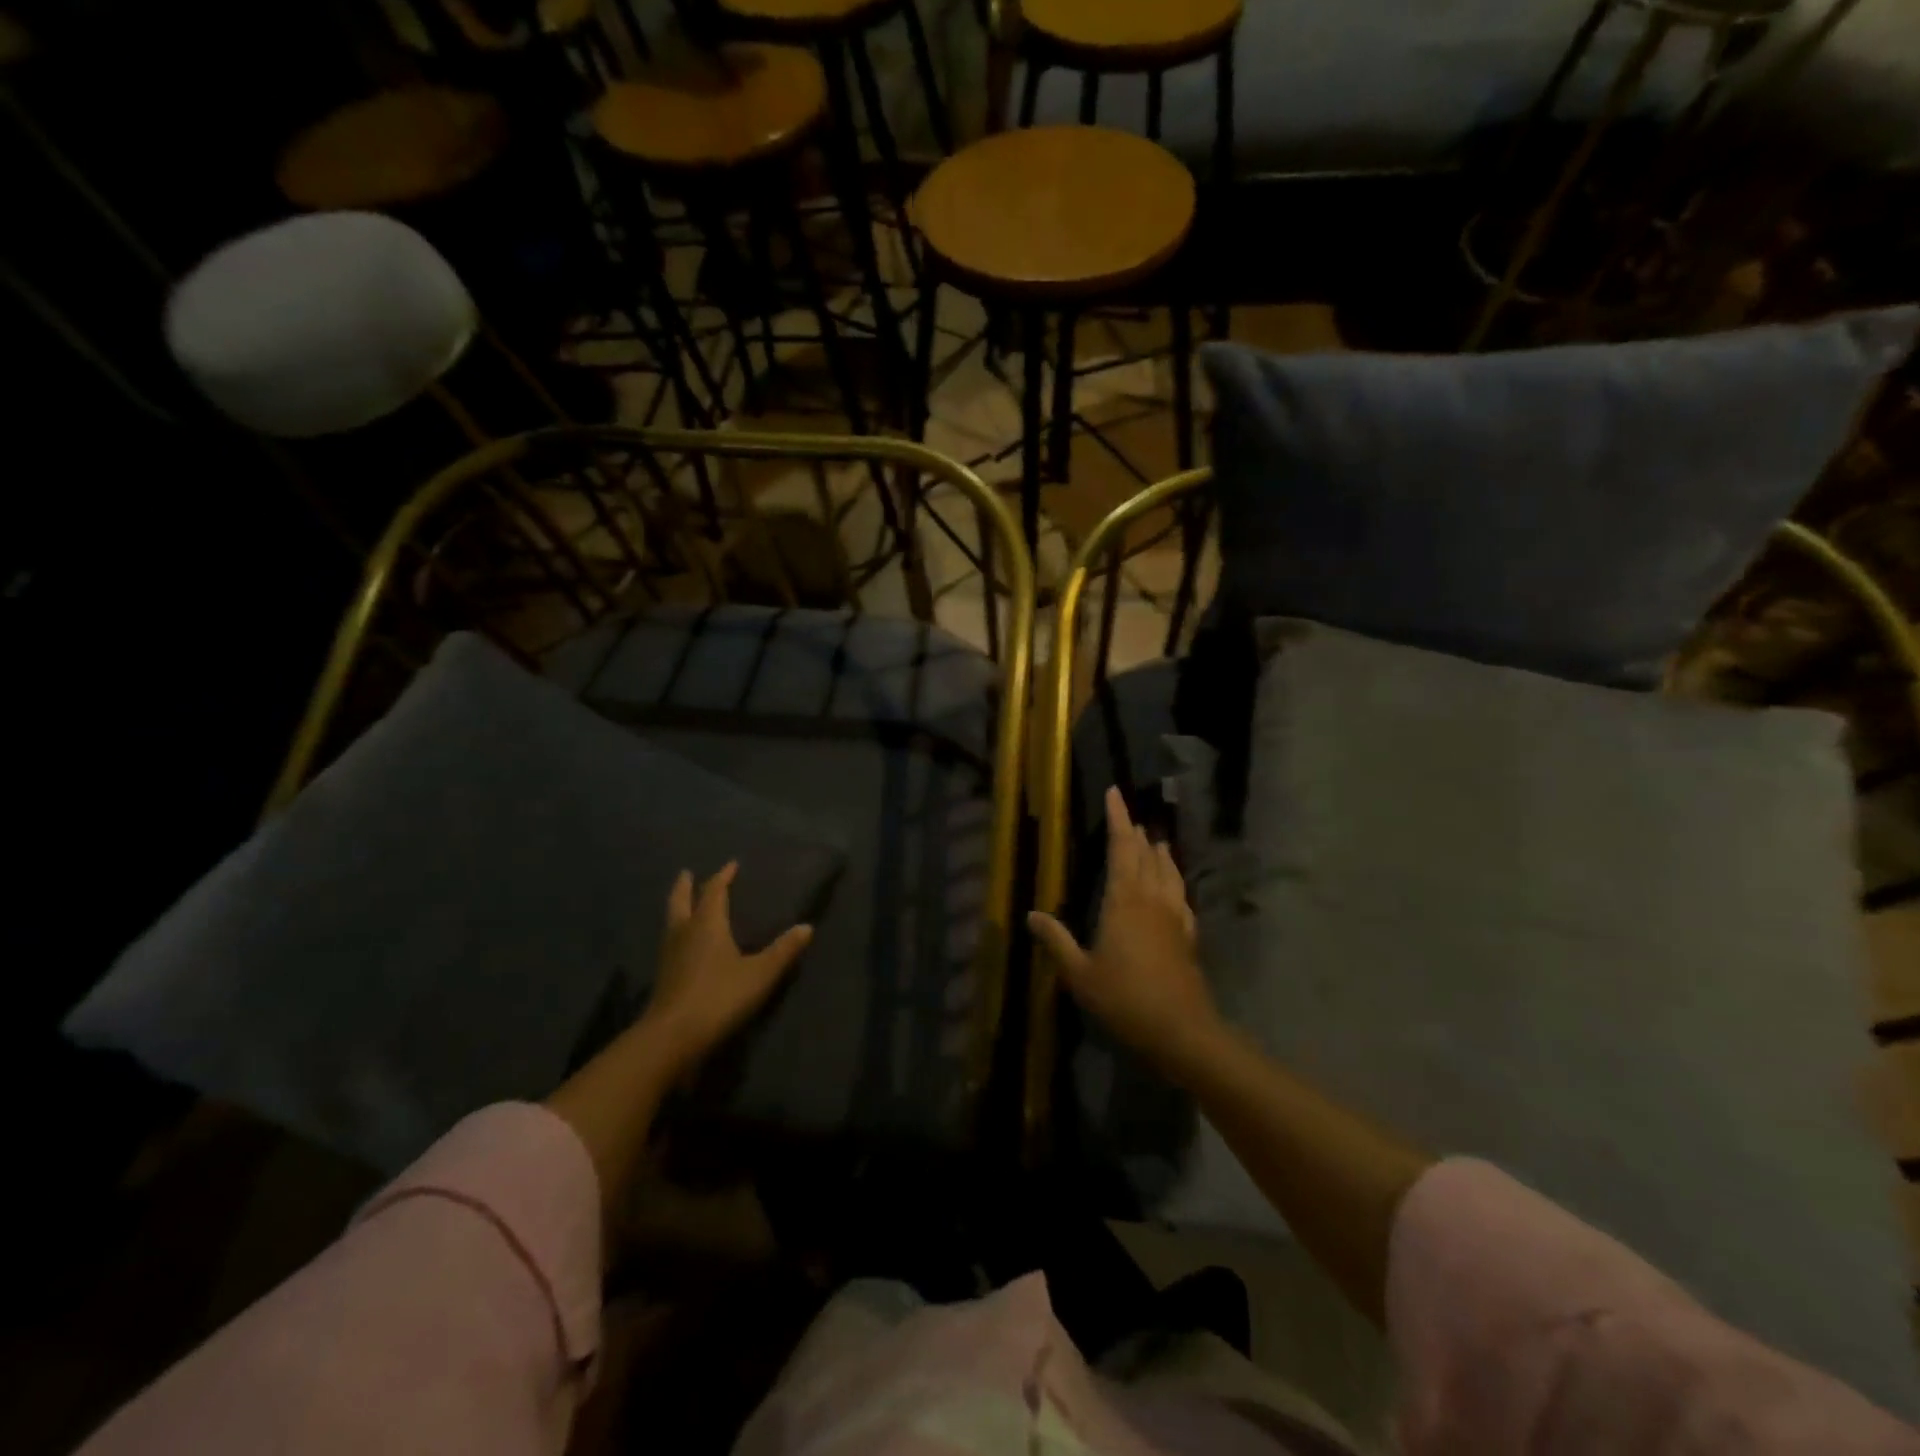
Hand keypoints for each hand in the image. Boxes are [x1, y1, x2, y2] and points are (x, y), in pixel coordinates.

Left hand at [641, 862, 813, 1079]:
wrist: (672, 1037)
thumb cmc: (719, 997)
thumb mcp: (760, 974)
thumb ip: (783, 950)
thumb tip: (807, 927)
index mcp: (707, 924)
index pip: (714, 891)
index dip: (722, 877)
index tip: (731, 864)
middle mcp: (684, 932)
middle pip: (681, 901)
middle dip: (685, 886)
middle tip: (686, 873)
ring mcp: (669, 955)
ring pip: (671, 921)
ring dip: (677, 907)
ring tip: (683, 903)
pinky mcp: (662, 977)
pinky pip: (669, 942)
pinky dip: (675, 931)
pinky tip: (681, 943)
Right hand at [1028, 787, 1222, 1073]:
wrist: (1181, 1030)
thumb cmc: (1124, 998)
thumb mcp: (1079, 973)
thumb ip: (1056, 941)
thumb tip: (1031, 914)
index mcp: (1124, 900)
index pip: (1121, 847)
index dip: (1118, 818)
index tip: (1114, 793)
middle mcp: (1152, 899)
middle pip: (1147, 855)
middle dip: (1136, 832)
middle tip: (1129, 816)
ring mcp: (1174, 916)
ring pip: (1169, 872)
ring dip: (1160, 853)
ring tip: (1155, 840)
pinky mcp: (1188, 935)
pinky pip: (1182, 896)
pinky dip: (1175, 881)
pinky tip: (1175, 888)